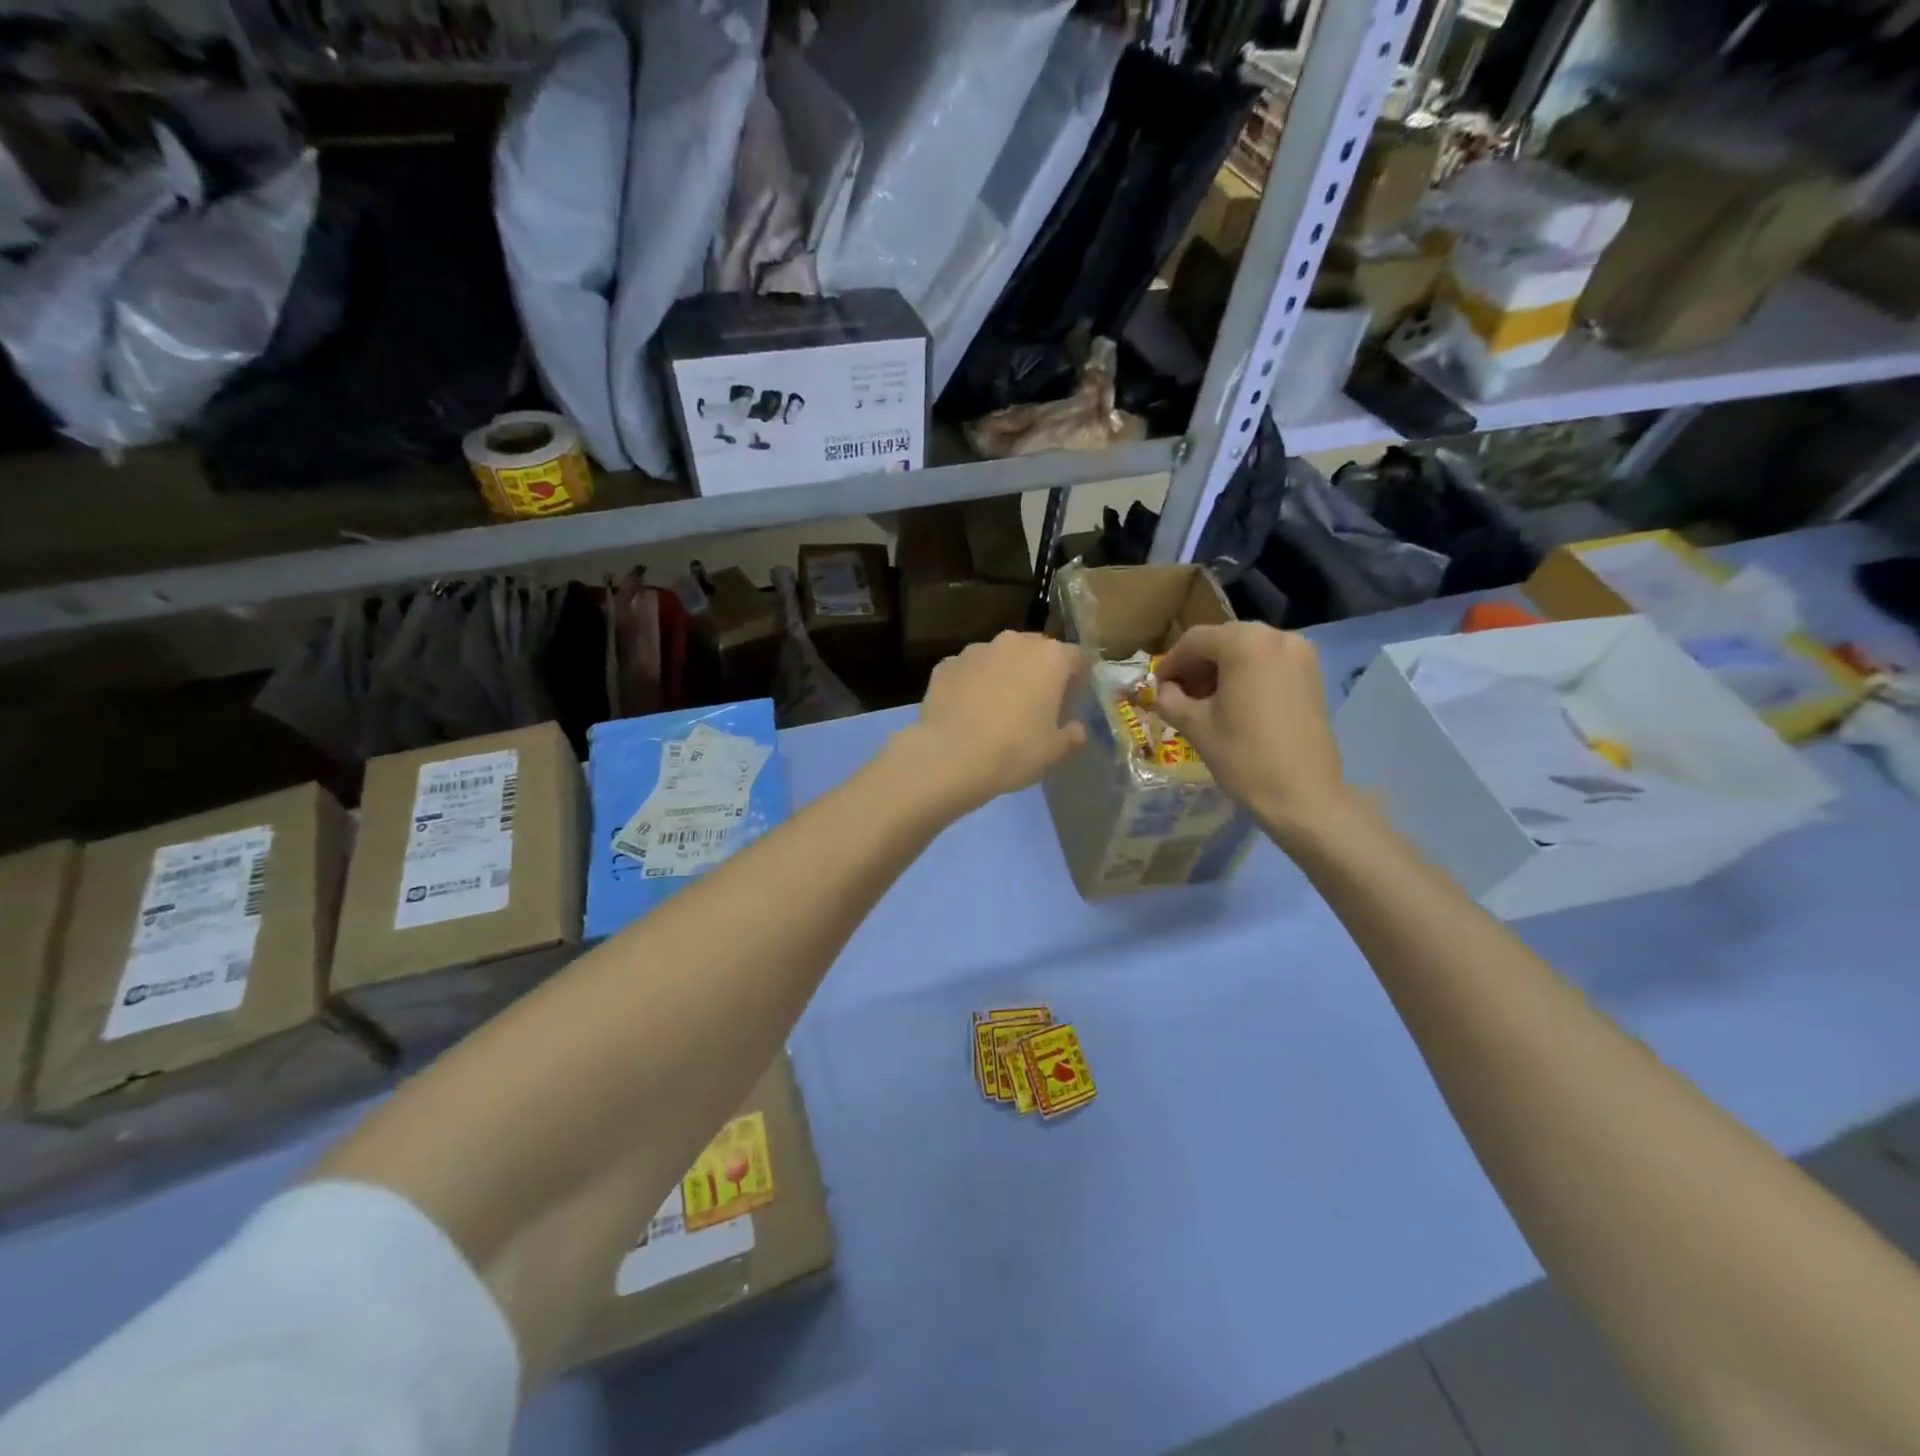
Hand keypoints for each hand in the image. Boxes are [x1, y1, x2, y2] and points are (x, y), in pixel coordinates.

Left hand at [897, 632, 1086, 811]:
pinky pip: (968, 671)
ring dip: (1003, 674)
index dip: (1078, 676)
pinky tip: (967, 710)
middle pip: (1035, 650)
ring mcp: (975, 650)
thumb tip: (1077, 728)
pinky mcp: (945, 665)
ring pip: (998, 657)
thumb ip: (1072, 736)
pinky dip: (972, 684)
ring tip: (998, 706)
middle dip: (1039, 671)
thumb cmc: (1013, 751)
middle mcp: (1013, 643)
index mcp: (1049, 658)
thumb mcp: (1054, 752)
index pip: (1076, 657)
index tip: (1075, 697)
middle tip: (1037, 702)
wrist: (948, 757)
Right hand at [1153, 623, 1349, 835]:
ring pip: (1247, 650)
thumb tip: (1164, 690)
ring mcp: (1300, 654)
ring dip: (1221, 669)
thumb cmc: (1243, 756)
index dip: (1171, 663)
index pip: (1195, 640)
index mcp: (1245, 643)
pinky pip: (1269, 662)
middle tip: (1178, 694)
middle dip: (1197, 664)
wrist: (1303, 794)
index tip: (1157, 687)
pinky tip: (1234, 702)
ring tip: (1205, 701)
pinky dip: (1247, 674)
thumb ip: (1170, 699)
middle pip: (1223, 640)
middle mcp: (1277, 636)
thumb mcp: (1195, 726)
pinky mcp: (1312, 673)